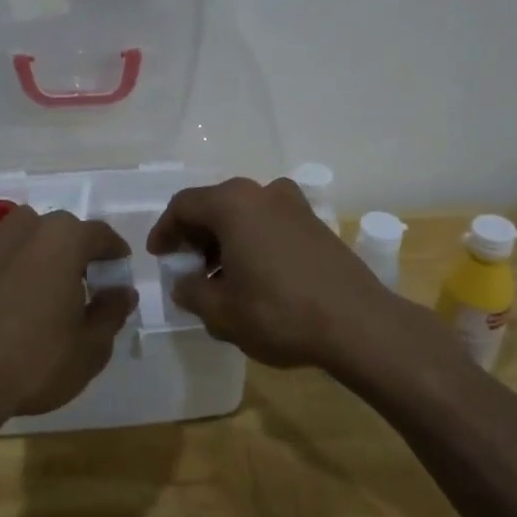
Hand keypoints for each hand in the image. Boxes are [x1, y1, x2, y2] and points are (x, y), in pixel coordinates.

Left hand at [0, 208, 137, 425]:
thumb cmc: (33, 361)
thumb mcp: (90, 347)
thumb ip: (112, 312)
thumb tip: (122, 292)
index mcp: (62, 239)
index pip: (100, 234)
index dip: (115, 255)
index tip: (119, 277)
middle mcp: (24, 229)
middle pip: (61, 232)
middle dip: (77, 254)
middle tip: (85, 289)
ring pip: (26, 242)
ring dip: (41, 259)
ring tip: (46, 296)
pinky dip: (11, 274)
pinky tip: (12, 309)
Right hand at [147, 177, 429, 369]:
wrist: (357, 323)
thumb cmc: (279, 313)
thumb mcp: (221, 311)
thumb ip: (191, 291)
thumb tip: (185, 282)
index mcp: (233, 204)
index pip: (184, 205)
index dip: (165, 230)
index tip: (159, 255)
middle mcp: (264, 192)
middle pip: (216, 205)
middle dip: (196, 235)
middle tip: (187, 267)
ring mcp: (295, 205)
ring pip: (245, 214)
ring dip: (225, 240)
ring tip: (219, 278)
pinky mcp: (316, 224)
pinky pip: (270, 223)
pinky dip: (252, 241)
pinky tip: (254, 276)